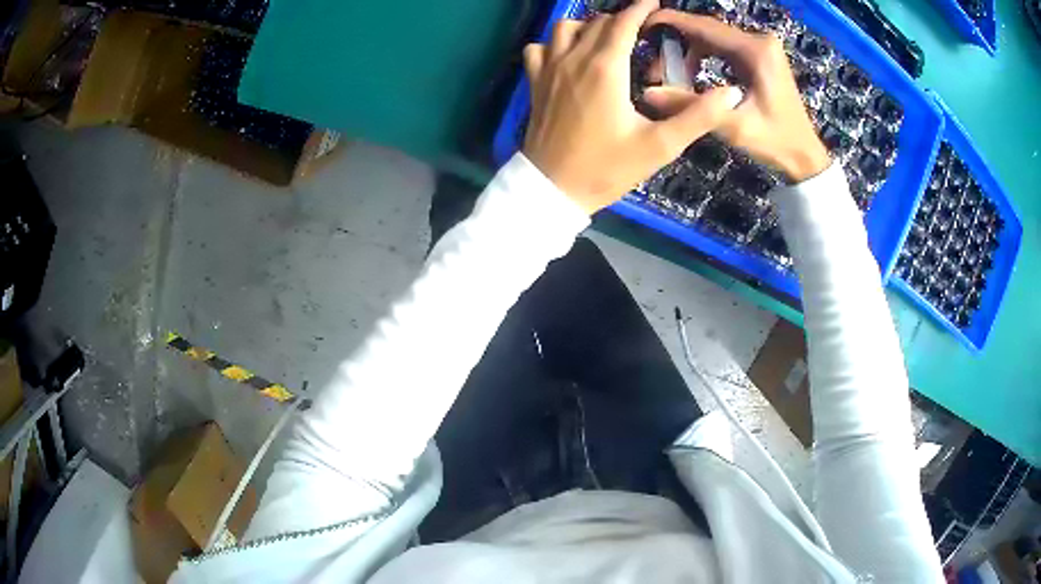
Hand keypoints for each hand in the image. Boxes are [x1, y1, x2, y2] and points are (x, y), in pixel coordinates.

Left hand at [522, 0, 743, 213]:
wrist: (553, 190)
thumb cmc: (608, 168)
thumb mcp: (660, 146)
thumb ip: (697, 117)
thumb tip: (730, 93)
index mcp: (605, 68)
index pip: (624, 23)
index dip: (641, 8)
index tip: (655, 4)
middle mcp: (574, 59)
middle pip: (598, 22)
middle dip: (621, 19)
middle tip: (641, 29)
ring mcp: (549, 69)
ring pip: (565, 28)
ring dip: (587, 26)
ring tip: (606, 39)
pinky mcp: (535, 83)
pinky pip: (538, 49)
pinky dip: (553, 44)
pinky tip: (566, 56)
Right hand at [643, 11, 831, 182]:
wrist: (805, 157)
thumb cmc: (776, 143)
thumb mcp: (734, 126)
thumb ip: (692, 106)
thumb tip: (648, 93)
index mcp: (756, 50)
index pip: (705, 26)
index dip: (670, 22)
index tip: (642, 25)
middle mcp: (759, 41)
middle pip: (706, 31)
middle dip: (677, 45)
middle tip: (654, 69)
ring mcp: (761, 48)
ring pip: (712, 39)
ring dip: (688, 54)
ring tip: (671, 77)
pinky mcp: (760, 58)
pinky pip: (722, 49)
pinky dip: (703, 58)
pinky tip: (691, 76)